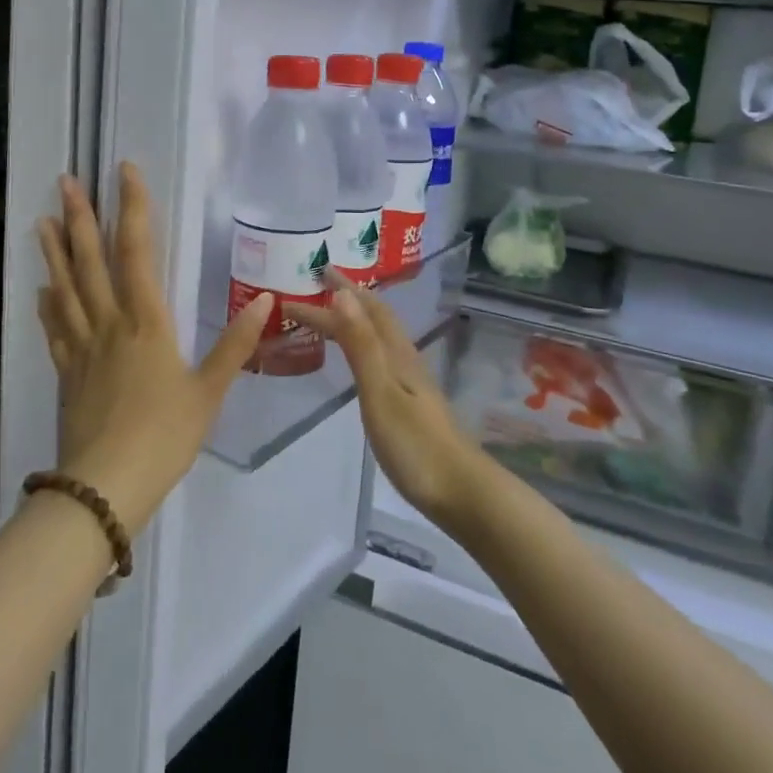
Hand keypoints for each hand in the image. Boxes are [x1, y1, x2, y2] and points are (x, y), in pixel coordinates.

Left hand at [36, 163, 271, 534]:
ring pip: (66, 288)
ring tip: (42, 220)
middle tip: (65, 181)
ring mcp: (82, 347)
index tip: (124, 172)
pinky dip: (47, 305)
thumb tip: (265, 300)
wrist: (106, 486)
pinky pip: (55, 329)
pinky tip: (41, 290)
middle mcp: (109, 323)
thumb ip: (235, 344)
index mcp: (146, 322)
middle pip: (90, 261)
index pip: (137, 251)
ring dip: (55, 252)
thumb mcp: (209, 392)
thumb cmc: (164, 436)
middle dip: (80, 218)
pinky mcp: (66, 372)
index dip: (132, 208)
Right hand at [298, 273, 487, 530]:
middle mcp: (405, 360)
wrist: (463, 494)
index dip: (337, 293)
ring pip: (379, 337)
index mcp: (396, 354)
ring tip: (331, 313)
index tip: (309, 277)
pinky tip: (359, 361)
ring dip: (355, 320)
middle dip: (347, 298)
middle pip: (375, 318)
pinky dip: (362, 346)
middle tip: (316, 286)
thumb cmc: (416, 445)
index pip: (364, 311)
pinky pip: (380, 358)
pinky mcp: (411, 405)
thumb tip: (343, 294)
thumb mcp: (381, 392)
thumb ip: (361, 345)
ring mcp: (411, 383)